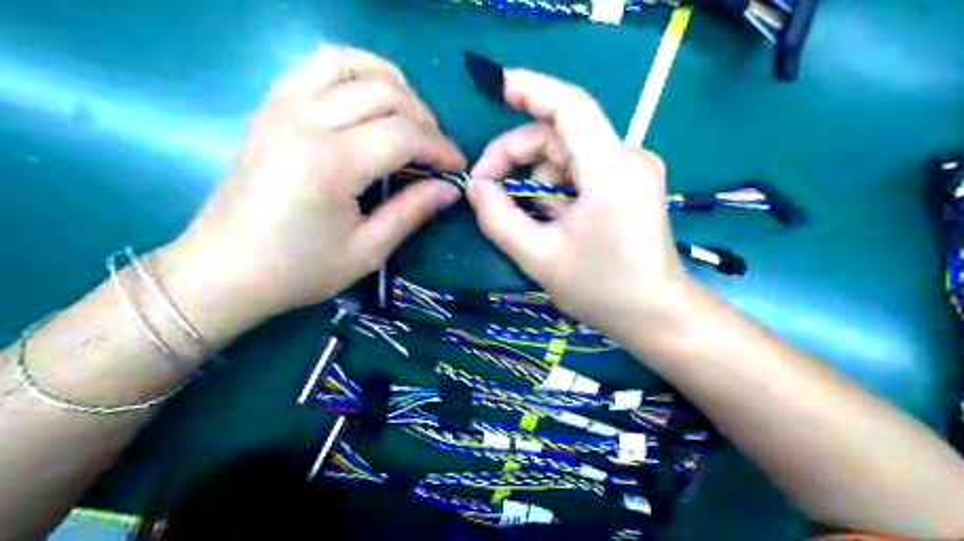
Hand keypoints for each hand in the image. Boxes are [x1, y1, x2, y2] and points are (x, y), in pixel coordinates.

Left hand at [168, 47, 464, 321]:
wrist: (223, 269)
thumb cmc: (297, 269)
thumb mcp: (366, 251)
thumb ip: (412, 212)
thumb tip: (450, 188)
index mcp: (330, 162)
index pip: (404, 134)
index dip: (441, 147)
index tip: (457, 168)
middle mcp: (305, 120)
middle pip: (384, 92)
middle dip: (423, 117)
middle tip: (434, 150)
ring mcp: (282, 106)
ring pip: (348, 62)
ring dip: (389, 81)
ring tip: (407, 114)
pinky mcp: (270, 107)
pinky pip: (315, 66)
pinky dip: (351, 72)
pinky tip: (366, 99)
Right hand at [469, 69, 683, 331]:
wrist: (656, 315)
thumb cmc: (601, 290)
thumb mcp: (538, 257)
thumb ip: (499, 218)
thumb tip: (475, 186)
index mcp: (610, 170)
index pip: (571, 107)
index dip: (532, 89)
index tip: (497, 87)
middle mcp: (627, 158)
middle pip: (562, 132)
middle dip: (517, 152)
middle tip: (485, 186)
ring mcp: (633, 170)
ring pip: (570, 152)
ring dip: (536, 174)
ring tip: (522, 213)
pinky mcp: (632, 183)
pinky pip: (584, 169)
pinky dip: (557, 184)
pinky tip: (549, 215)